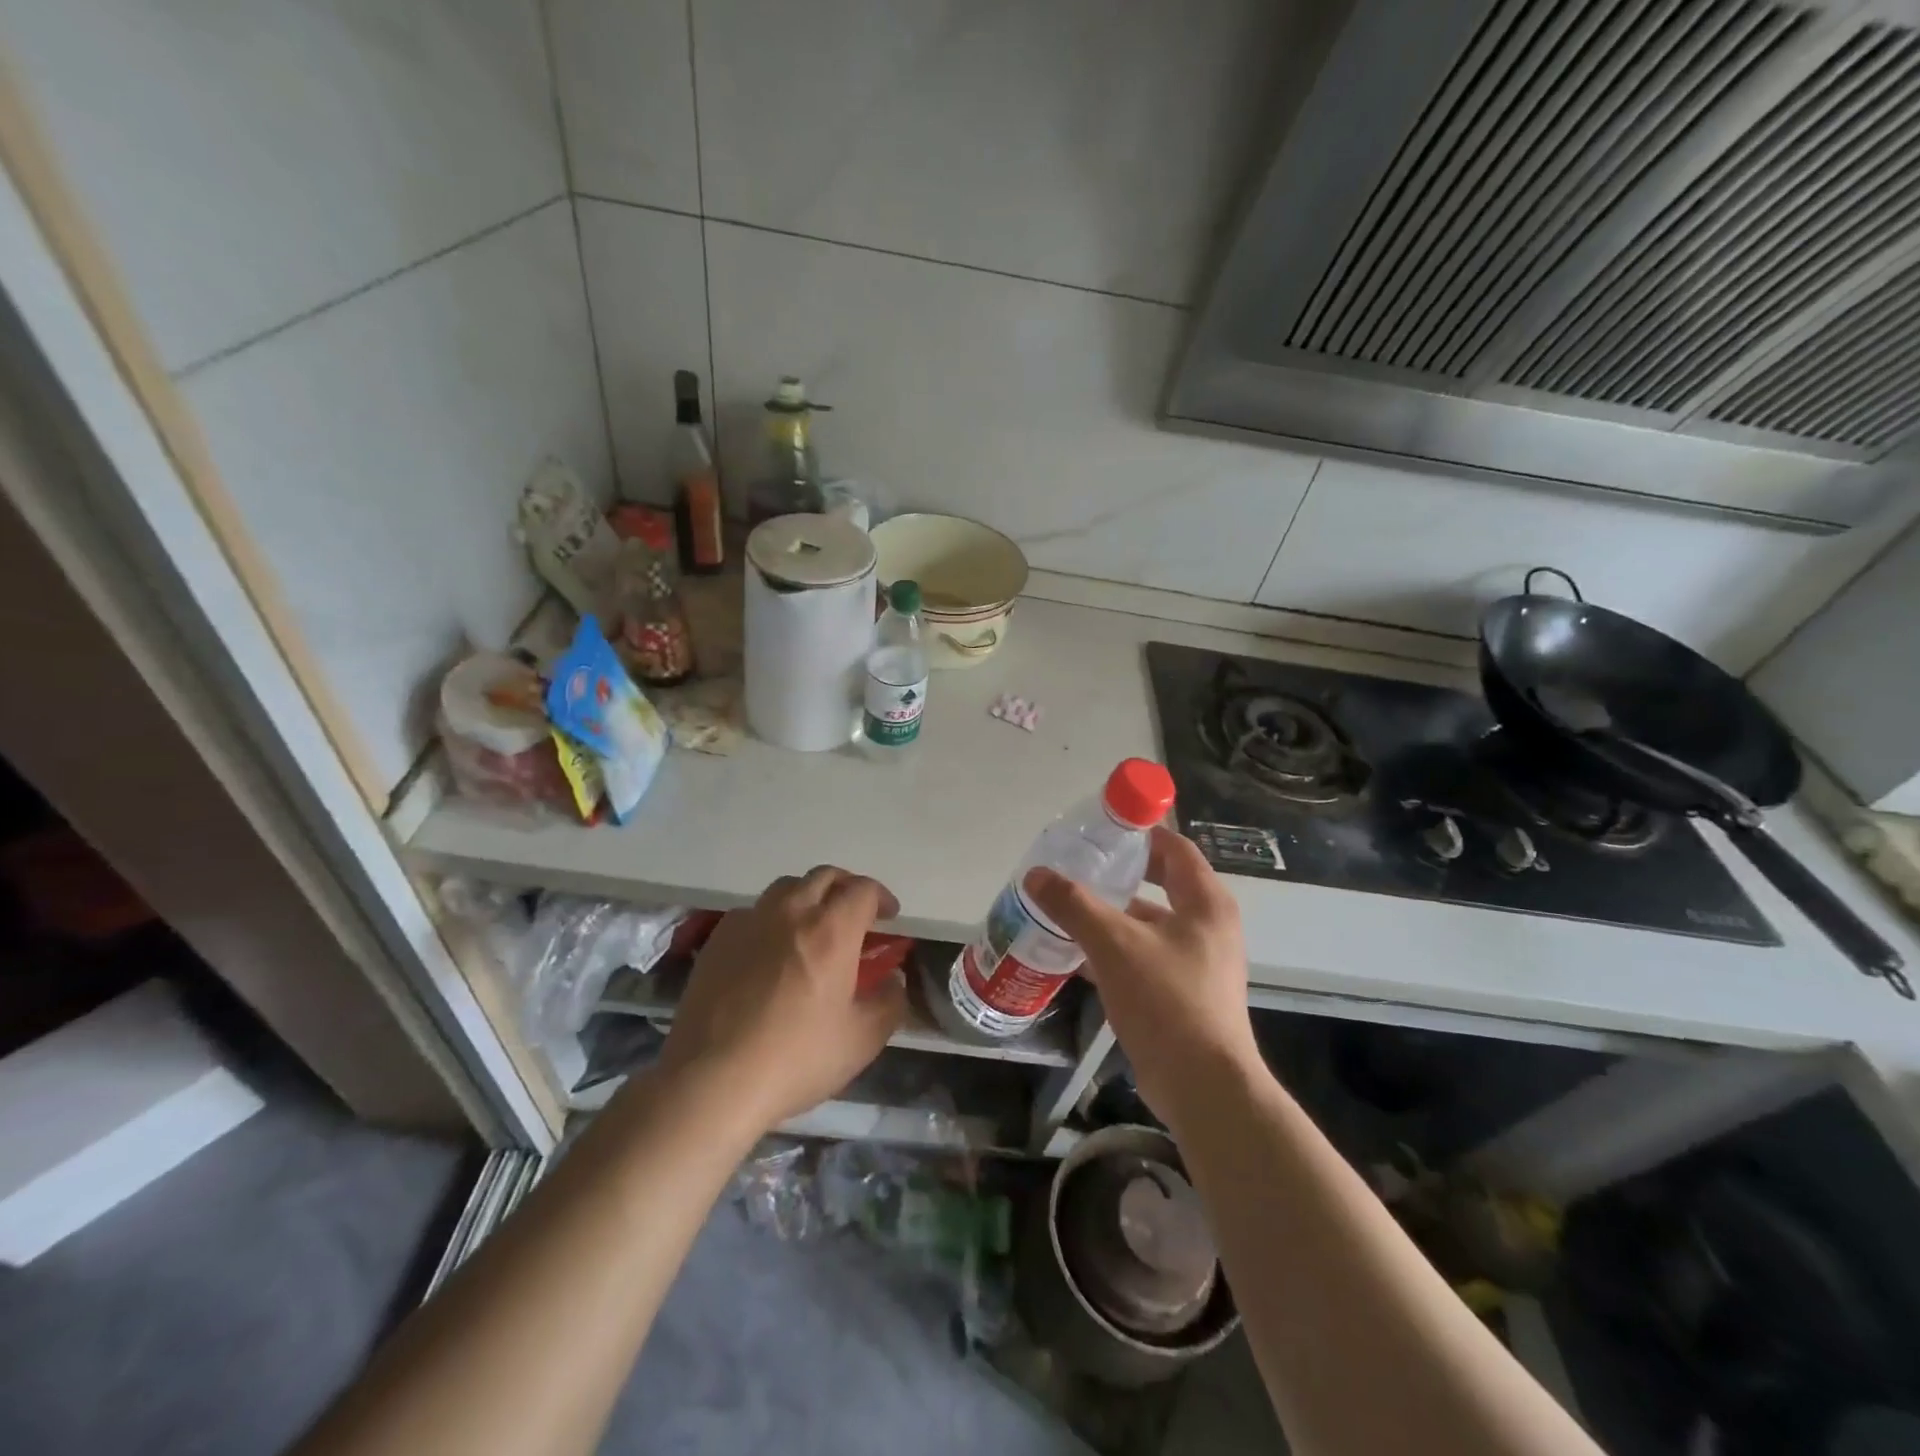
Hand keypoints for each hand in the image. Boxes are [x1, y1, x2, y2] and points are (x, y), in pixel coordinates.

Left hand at [659, 866, 906, 1132]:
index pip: (863, 890)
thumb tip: (893, 980)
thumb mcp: (862, 1041)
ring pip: (787, 887)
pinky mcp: (719, 938)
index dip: (881, 897)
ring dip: (809, 896)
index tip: (889, 918)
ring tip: (813, 926)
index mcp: (832, 931)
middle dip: (847, 888)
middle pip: (825, 876)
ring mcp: (750, 921)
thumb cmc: (796, 1059)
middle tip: (855, 915)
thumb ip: (889, 1003)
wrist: (711, 1080)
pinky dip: (773, 918)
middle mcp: (792, 912)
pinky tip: (771, 950)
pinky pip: (754, 911)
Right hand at [1025, 827, 1259, 1121]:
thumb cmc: (1166, 1000)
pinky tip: (1077, 957)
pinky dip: (1115, 952)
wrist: (1203, 1087)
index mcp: (1205, 902)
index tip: (1100, 832)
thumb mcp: (1113, 944)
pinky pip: (1146, 958)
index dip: (1140, 834)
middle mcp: (1208, 926)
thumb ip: (1074, 905)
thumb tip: (1036, 875)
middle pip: (1161, 884)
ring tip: (1067, 910)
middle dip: (1119, 877)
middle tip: (1077, 869)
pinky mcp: (1185, 995)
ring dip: (1112, 917)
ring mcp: (1199, 963)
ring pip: (1149, 925)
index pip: (1174, 848)